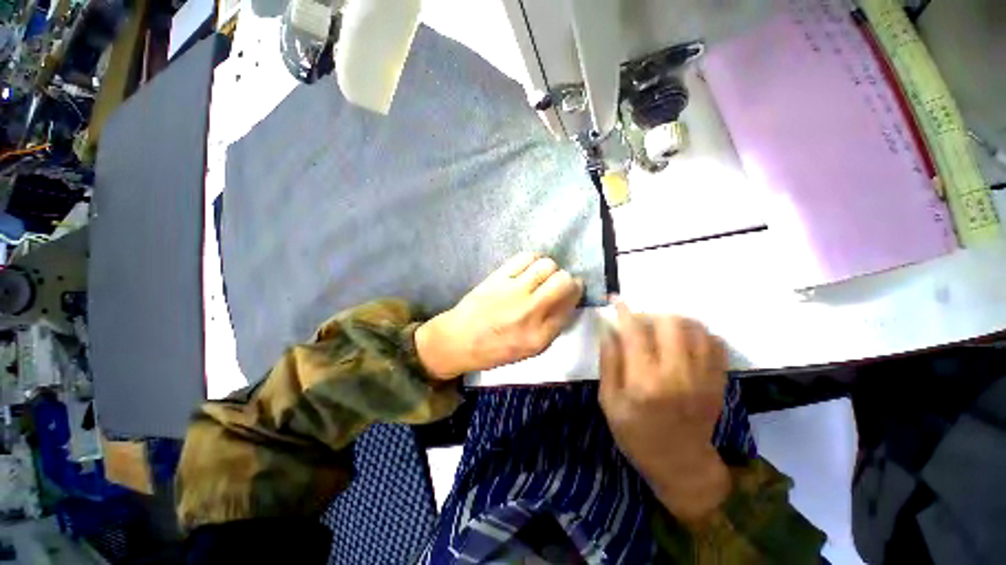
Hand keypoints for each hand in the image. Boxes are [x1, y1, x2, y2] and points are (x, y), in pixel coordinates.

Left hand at [415, 252, 583, 379]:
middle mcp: (530, 312)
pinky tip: (528, 268)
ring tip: (541, 275)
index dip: (575, 293)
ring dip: (549, 268)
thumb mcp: (530, 350)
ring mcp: (513, 292)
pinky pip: (525, 258)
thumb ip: (552, 327)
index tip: (572, 290)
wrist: (458, 340)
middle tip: (558, 282)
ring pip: (546, 265)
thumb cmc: (495, 350)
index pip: (571, 304)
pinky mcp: (498, 278)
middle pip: (563, 281)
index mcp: (540, 335)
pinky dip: (532, 259)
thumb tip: (568, 300)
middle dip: (567, 279)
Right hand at [599, 300, 730, 524]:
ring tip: (661, 328)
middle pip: (670, 323)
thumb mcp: (609, 401)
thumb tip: (608, 329)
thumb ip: (608, 362)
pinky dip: (698, 332)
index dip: (624, 311)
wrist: (680, 464)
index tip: (616, 301)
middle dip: (651, 314)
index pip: (635, 331)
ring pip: (695, 328)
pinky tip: (684, 338)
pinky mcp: (718, 381)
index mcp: (645, 381)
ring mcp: (703, 377)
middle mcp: (677, 374)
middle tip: (640, 322)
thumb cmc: (636, 434)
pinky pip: (716, 343)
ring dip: (675, 320)